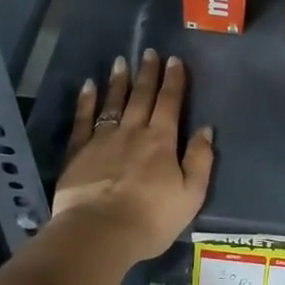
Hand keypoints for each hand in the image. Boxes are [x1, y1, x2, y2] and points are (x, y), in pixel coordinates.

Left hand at [53, 48, 213, 262]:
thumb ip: (200, 160)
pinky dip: (87, 101)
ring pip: (113, 102)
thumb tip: (205, 129)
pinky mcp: (78, 151)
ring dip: (119, 81)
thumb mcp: (191, 195)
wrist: (100, 233)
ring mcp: (103, 139)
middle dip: (148, 73)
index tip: (174, 61)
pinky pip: (83, 119)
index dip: (174, 81)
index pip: (170, 103)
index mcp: (162, 141)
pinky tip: (88, 86)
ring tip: (121, 61)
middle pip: (142, 96)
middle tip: (149, 52)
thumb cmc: (152, 218)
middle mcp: (133, 132)